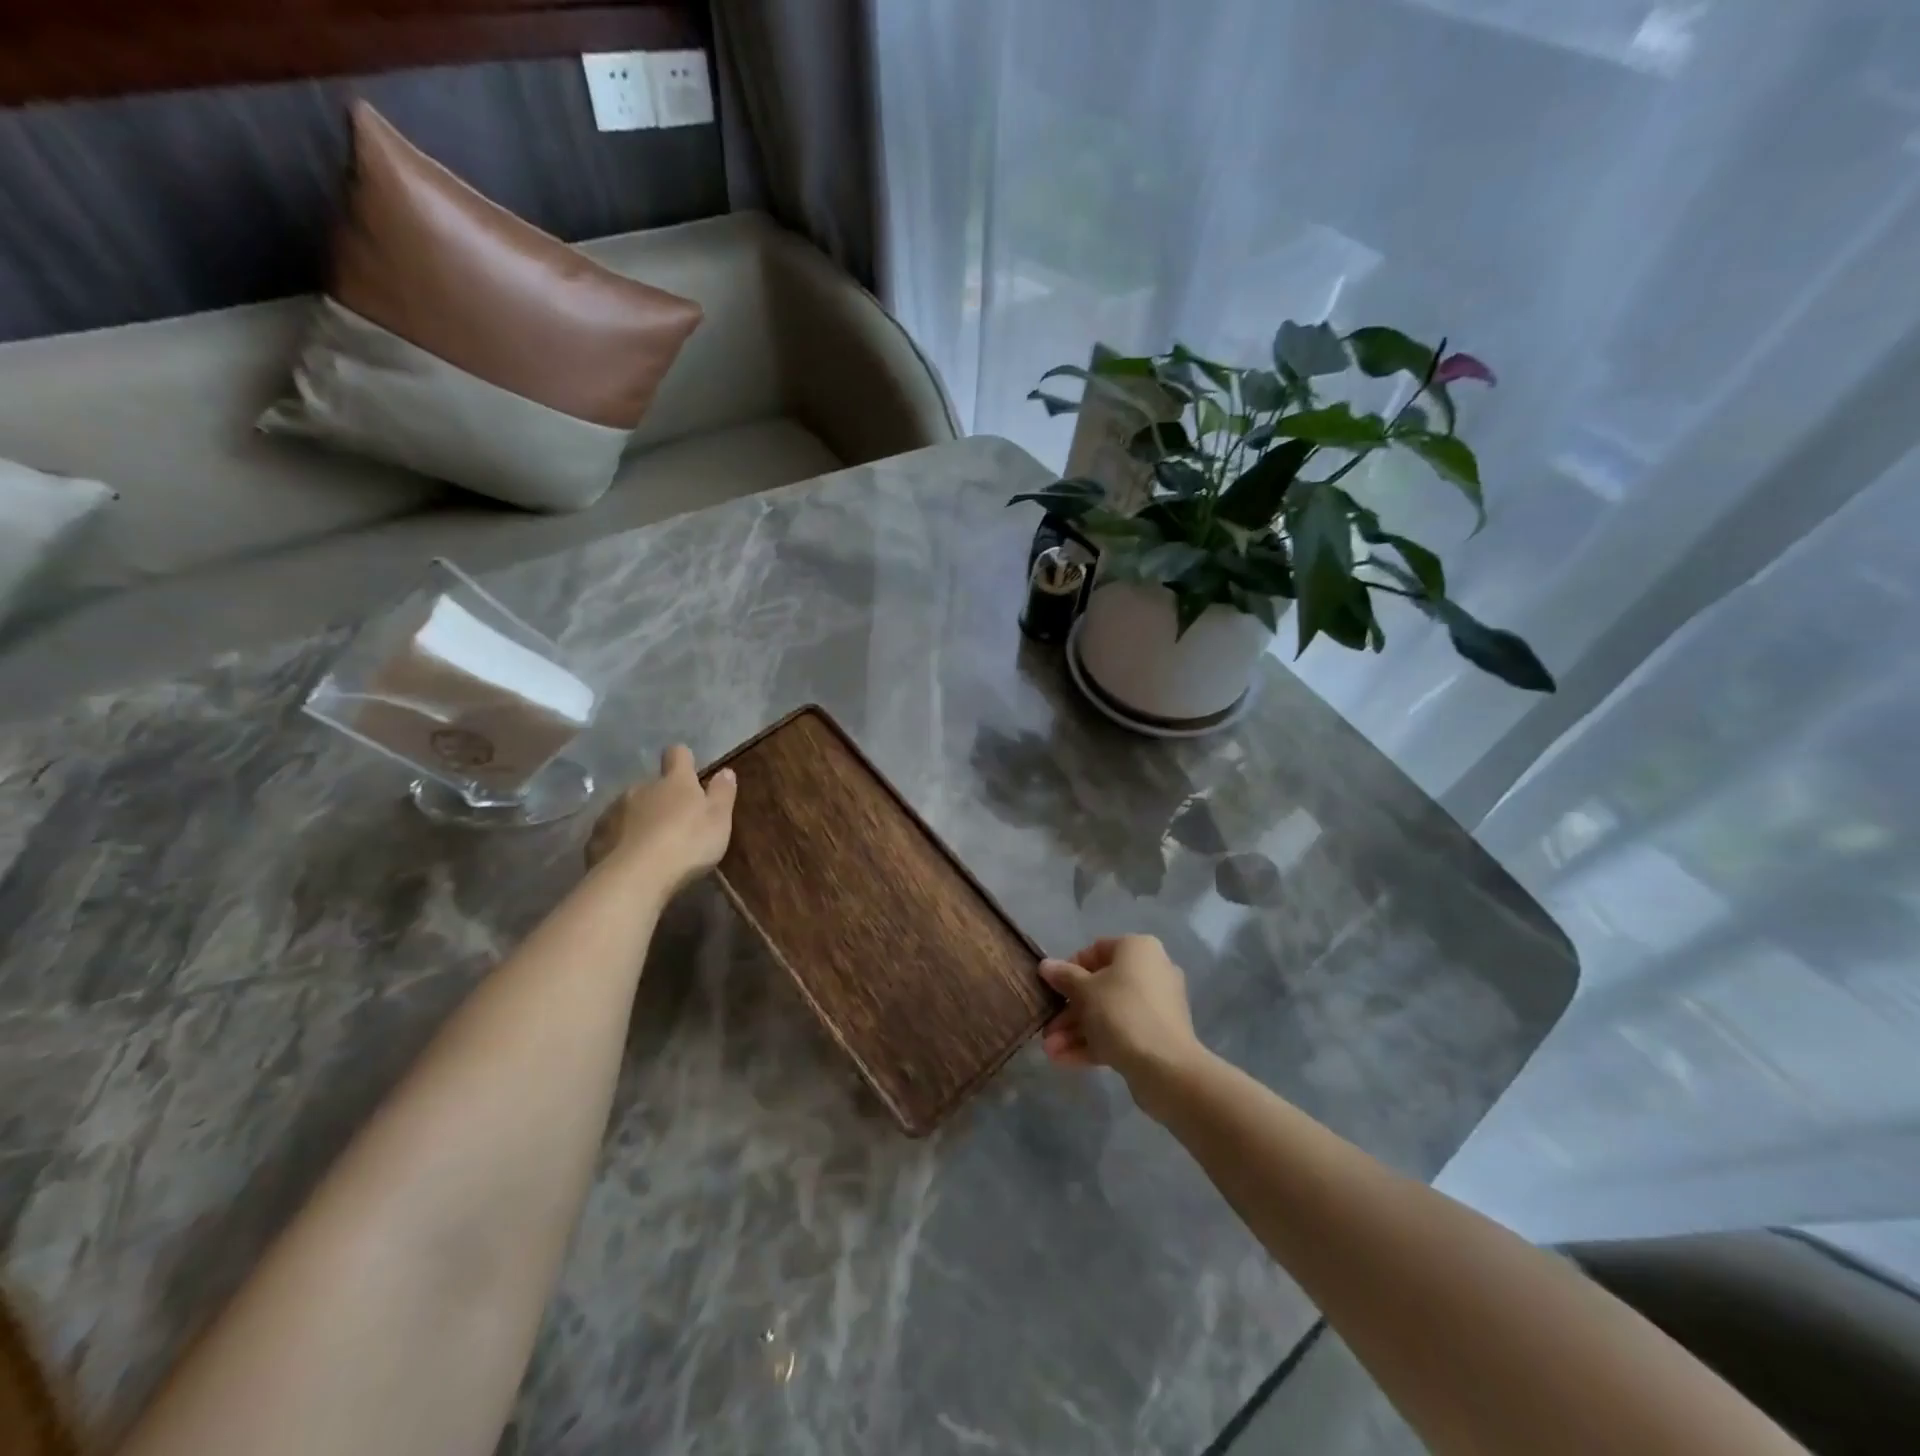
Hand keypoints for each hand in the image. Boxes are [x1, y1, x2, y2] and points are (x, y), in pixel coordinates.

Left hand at [585, 745, 736, 893]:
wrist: (635, 877)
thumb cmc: (687, 843)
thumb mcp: (719, 819)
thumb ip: (722, 793)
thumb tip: (726, 771)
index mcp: (674, 781)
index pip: (677, 755)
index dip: (683, 759)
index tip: (689, 770)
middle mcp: (641, 788)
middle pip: (652, 785)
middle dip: (661, 798)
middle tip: (674, 823)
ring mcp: (614, 811)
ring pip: (629, 808)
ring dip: (639, 819)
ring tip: (649, 845)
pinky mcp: (596, 837)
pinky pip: (611, 832)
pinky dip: (619, 841)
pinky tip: (628, 860)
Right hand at [1039, 935, 1205, 1090]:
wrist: (1166, 1067)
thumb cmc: (1121, 1012)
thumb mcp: (1085, 991)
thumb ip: (1063, 976)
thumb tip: (1046, 965)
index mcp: (1138, 949)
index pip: (1096, 950)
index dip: (1069, 969)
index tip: (1052, 988)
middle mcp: (1151, 972)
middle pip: (1100, 987)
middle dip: (1069, 1010)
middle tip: (1047, 1028)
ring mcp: (1155, 1006)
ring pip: (1108, 1013)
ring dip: (1076, 1031)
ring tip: (1050, 1051)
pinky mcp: (1156, 1036)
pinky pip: (1120, 1033)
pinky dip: (1094, 1043)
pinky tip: (1064, 1060)